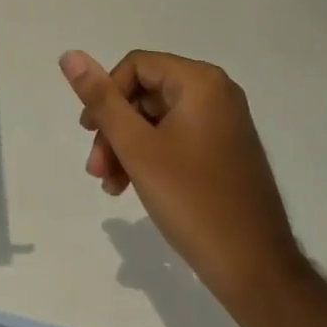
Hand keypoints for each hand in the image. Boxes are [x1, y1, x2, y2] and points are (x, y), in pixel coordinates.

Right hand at [60, 50, 307, 316]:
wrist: (257, 271)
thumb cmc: (193, 201)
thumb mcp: (137, 148)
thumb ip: (102, 100)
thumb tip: (70, 55)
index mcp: (200, 82)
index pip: (136, 66)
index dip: (106, 95)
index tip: (89, 134)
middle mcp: (217, 92)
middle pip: (146, 93)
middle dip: (115, 129)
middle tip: (96, 169)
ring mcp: (224, 123)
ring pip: (158, 119)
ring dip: (128, 147)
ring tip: (111, 185)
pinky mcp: (226, 150)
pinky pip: (177, 138)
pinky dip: (152, 157)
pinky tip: (132, 188)